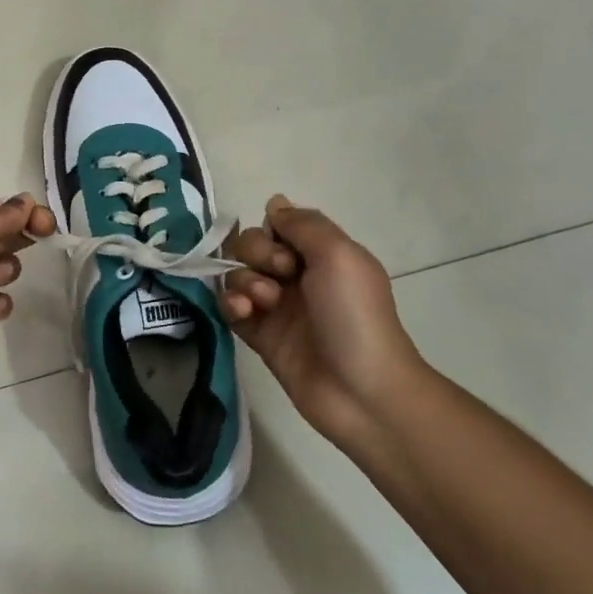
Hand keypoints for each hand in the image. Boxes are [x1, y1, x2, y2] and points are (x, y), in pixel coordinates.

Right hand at [221, 195, 426, 454]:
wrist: (362, 391)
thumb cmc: (355, 315)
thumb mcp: (339, 254)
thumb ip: (303, 223)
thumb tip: (274, 202)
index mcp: (321, 254)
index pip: (278, 224)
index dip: (273, 230)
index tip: (287, 250)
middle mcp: (296, 275)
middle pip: (252, 244)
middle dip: (256, 253)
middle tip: (280, 277)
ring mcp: (276, 306)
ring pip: (237, 272)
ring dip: (243, 279)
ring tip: (263, 302)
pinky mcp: (258, 335)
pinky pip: (229, 306)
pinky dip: (230, 303)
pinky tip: (243, 311)